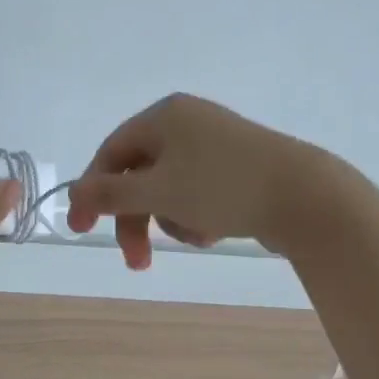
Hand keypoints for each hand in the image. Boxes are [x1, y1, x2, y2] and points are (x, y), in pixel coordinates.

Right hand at [66, 94, 333, 268]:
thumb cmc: (223, 187)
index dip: (93, 193)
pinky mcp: (238, 167)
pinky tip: (215, 231)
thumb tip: (72, 193)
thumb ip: (110, 195)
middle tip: (138, 262)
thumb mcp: (158, 191)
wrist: (306, 196)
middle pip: (141, 175)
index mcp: (164, 116)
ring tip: (198, 236)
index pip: (111, 153)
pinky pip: (198, 192)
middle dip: (136, 219)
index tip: (82, 231)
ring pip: (169, 189)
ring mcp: (215, 144)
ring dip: (171, 219)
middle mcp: (187, 123)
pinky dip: (197, 215)